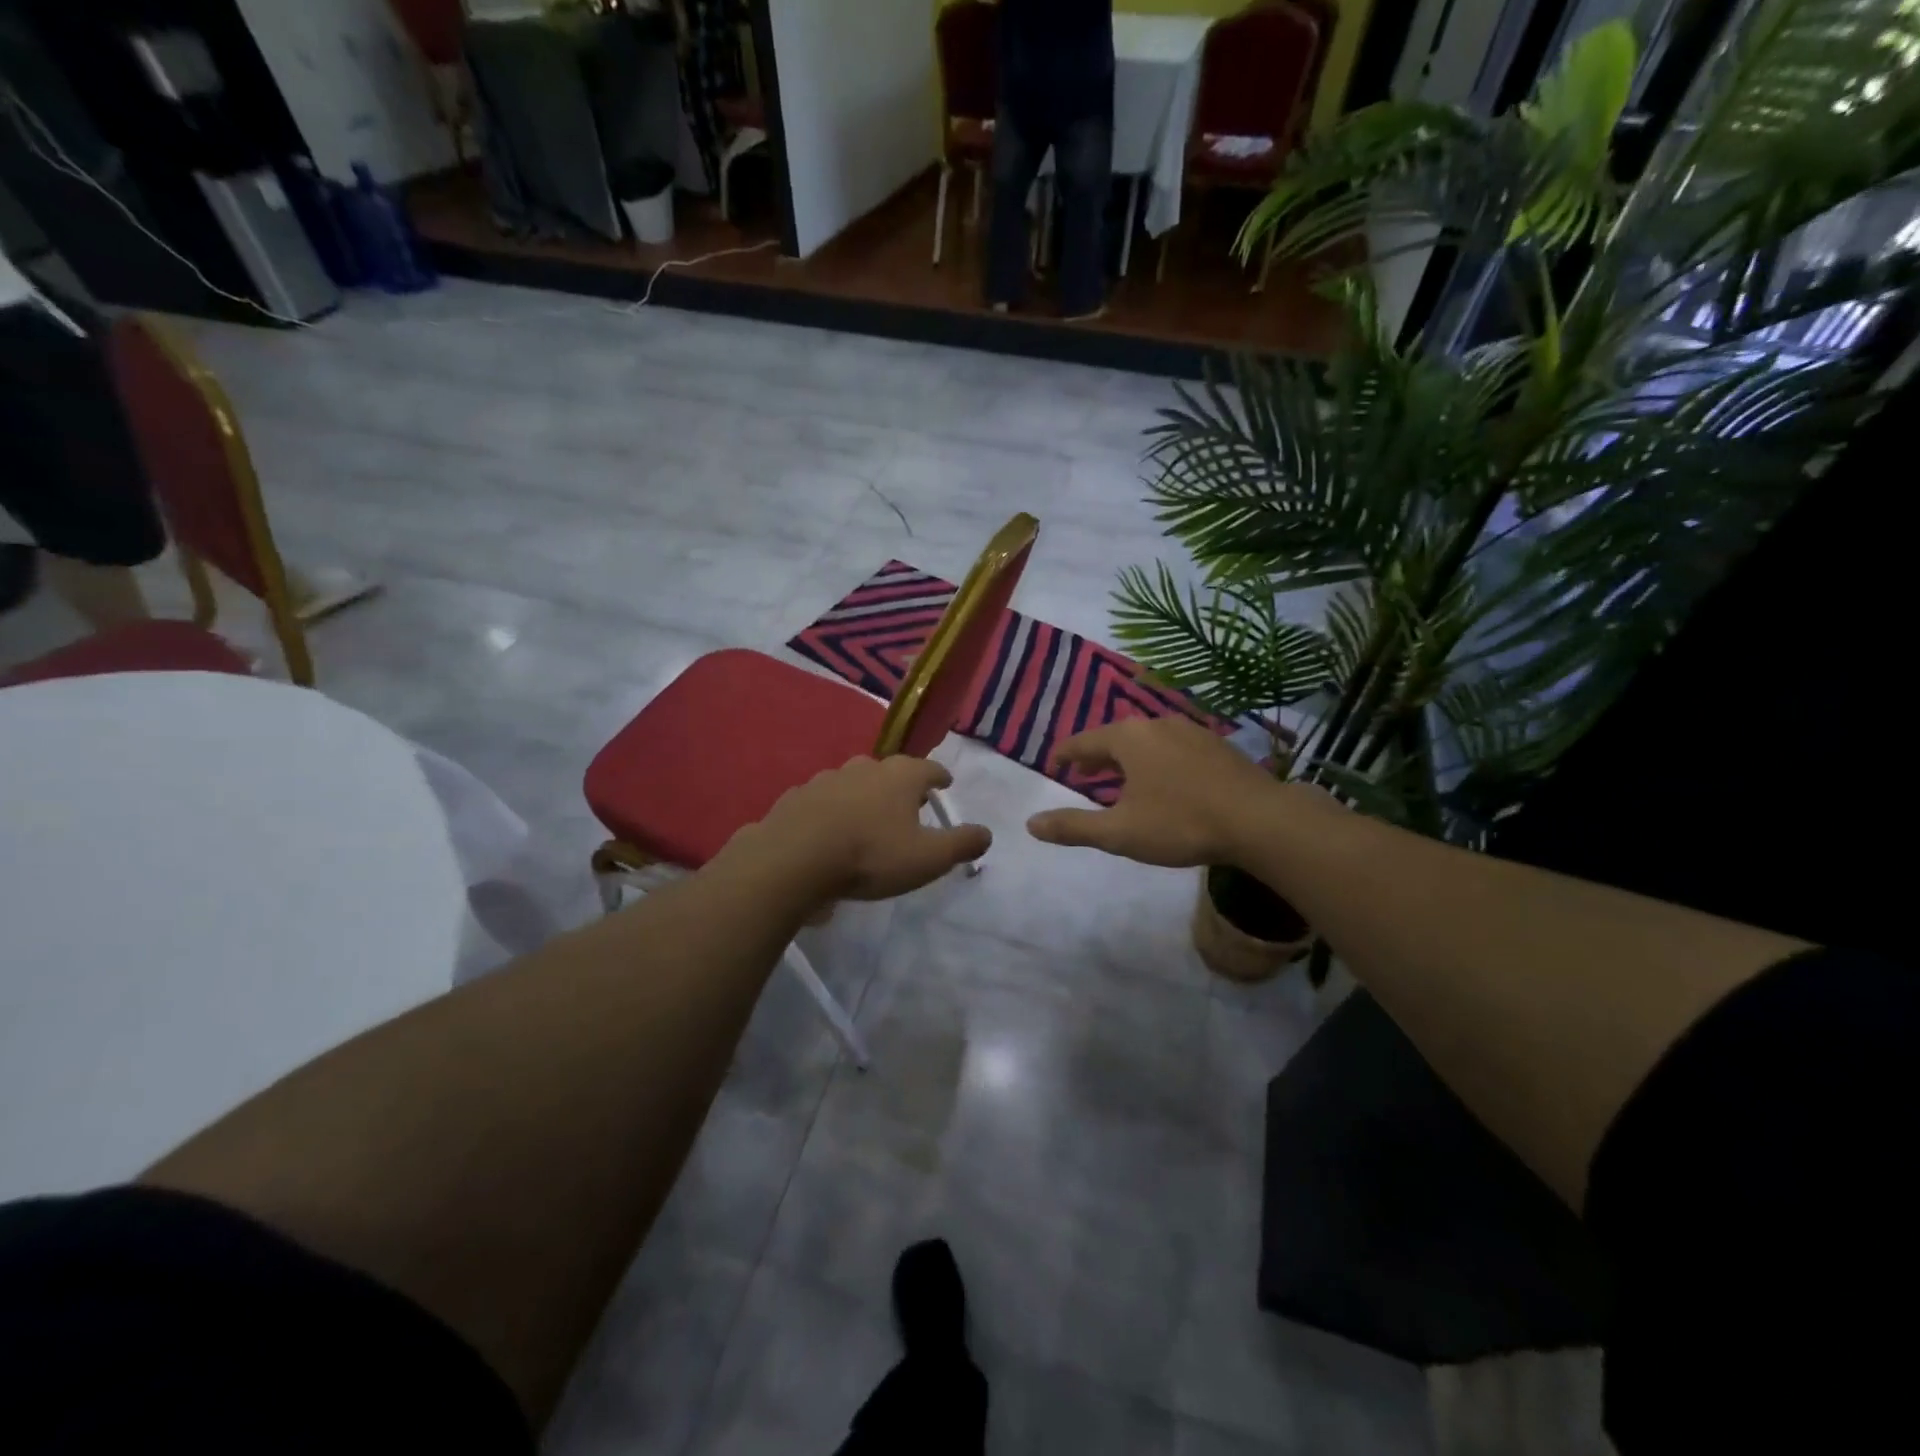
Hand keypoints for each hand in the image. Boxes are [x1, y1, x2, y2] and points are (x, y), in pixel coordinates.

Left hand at [737, 755, 991, 902]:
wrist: (793, 859)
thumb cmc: (870, 855)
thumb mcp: (927, 858)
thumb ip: (961, 844)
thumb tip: (986, 833)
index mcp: (900, 777)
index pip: (929, 769)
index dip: (940, 777)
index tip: (945, 783)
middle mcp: (864, 768)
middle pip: (890, 771)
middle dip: (900, 785)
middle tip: (908, 804)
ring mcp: (826, 780)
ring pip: (854, 783)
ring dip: (864, 797)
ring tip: (868, 819)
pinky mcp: (796, 798)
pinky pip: (823, 802)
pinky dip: (832, 812)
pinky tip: (830, 832)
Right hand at [1026, 716, 1298, 867]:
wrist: (1260, 820)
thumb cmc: (1180, 823)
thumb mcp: (1119, 832)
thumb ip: (1073, 827)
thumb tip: (1031, 824)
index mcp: (1128, 738)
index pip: (1084, 741)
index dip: (1066, 754)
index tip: (1055, 763)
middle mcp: (1157, 724)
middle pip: (1116, 736)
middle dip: (1097, 755)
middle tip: (1085, 773)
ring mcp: (1191, 731)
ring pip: (1147, 740)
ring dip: (1129, 758)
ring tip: (1123, 778)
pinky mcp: (1217, 745)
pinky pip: (1174, 747)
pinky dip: (1158, 760)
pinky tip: (1167, 781)